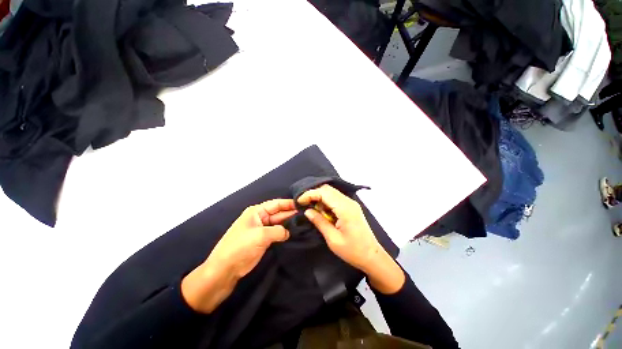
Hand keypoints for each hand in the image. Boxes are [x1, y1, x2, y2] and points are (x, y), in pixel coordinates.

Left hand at [181, 199, 296, 312]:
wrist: (225, 270)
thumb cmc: (240, 247)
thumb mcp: (261, 235)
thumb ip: (278, 231)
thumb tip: (288, 232)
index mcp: (257, 211)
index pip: (276, 204)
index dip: (289, 203)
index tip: (303, 203)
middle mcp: (260, 218)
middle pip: (279, 213)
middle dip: (291, 213)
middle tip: (307, 214)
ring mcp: (262, 229)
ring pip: (279, 223)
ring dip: (289, 223)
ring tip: (304, 222)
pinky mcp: (264, 240)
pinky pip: (277, 233)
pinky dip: (285, 233)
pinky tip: (295, 232)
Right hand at [299, 185, 404, 293]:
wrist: (372, 256)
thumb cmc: (353, 251)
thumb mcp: (333, 239)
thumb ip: (319, 222)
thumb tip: (307, 211)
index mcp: (345, 209)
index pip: (324, 193)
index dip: (310, 194)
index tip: (299, 202)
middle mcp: (349, 202)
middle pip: (328, 189)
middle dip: (313, 194)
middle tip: (303, 204)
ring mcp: (351, 203)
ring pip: (331, 193)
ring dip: (320, 198)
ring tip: (311, 208)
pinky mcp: (351, 207)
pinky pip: (336, 199)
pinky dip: (326, 202)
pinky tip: (321, 211)